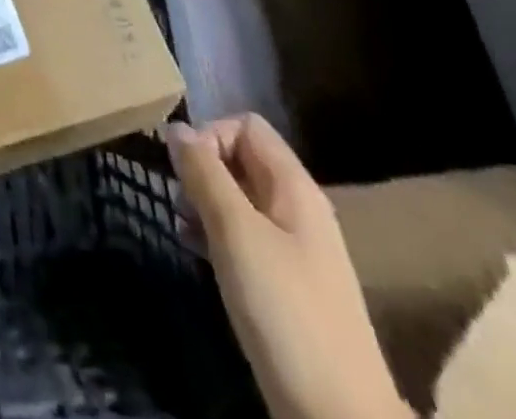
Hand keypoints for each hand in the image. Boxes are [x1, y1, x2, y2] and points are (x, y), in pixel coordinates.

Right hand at [167, 115, 410, 418]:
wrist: (340, 418)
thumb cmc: (286, 311)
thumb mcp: (237, 233)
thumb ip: (205, 174)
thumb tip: (176, 128)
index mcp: (295, 187)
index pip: (246, 126)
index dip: (210, 135)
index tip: (184, 171)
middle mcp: (298, 209)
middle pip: (242, 160)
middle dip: (203, 171)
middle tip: (180, 202)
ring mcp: (295, 250)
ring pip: (240, 199)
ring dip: (205, 204)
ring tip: (183, 230)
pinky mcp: (287, 286)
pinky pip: (245, 237)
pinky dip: (217, 236)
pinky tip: (198, 255)